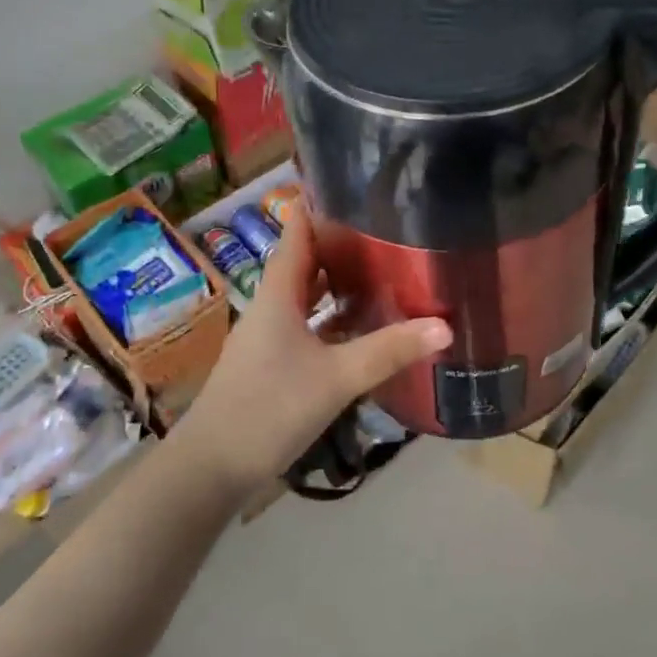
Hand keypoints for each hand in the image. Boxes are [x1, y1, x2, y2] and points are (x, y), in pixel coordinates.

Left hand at [178, 207, 450, 493]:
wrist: (212, 468)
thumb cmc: (269, 408)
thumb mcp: (336, 378)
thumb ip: (389, 350)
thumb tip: (444, 326)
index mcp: (278, 294)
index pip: (299, 232)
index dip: (323, 206)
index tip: (360, 187)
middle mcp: (272, 307)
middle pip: (307, 263)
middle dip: (344, 246)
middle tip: (390, 231)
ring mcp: (270, 337)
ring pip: (309, 298)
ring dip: (340, 285)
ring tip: (386, 272)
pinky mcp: (274, 364)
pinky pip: (310, 328)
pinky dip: (335, 322)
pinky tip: (364, 330)